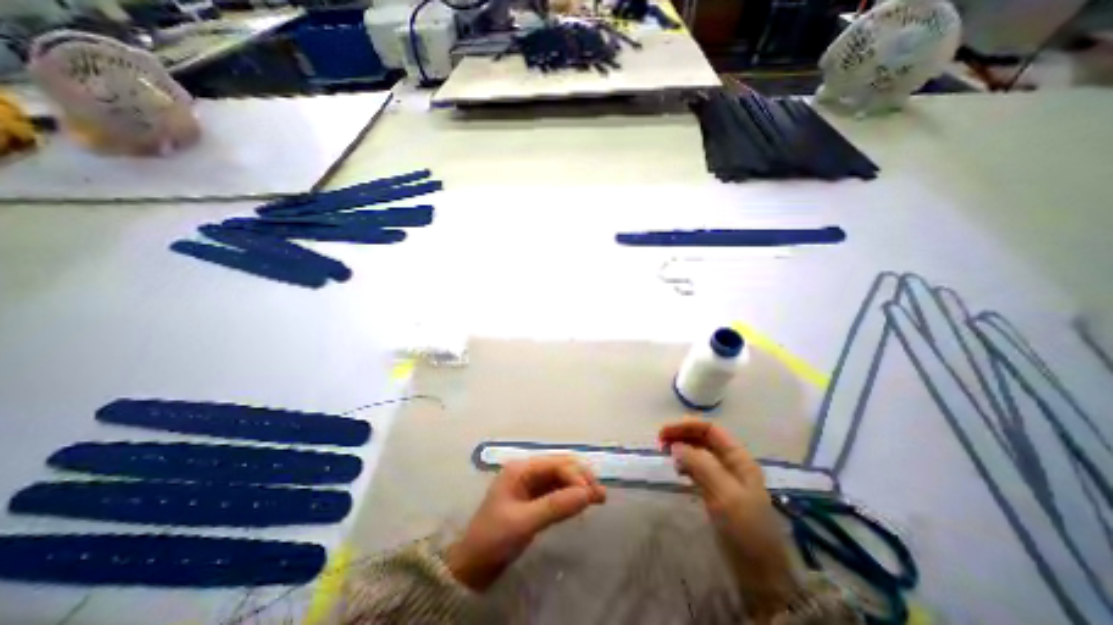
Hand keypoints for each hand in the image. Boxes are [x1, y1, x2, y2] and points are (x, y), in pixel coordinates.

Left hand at [446, 453, 608, 589]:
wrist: (473, 565)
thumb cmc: (494, 538)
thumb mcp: (523, 522)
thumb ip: (555, 506)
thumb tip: (587, 493)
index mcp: (521, 468)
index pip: (555, 464)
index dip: (575, 476)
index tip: (590, 495)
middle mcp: (528, 471)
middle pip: (560, 466)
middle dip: (581, 478)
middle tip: (600, 495)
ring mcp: (531, 484)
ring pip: (561, 478)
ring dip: (580, 486)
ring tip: (600, 498)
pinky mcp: (535, 498)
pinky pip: (558, 491)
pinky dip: (572, 496)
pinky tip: (585, 502)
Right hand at [654, 417, 793, 617]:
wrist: (761, 576)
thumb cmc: (745, 530)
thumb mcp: (725, 494)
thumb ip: (701, 465)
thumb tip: (676, 446)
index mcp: (738, 458)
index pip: (710, 429)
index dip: (686, 425)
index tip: (663, 433)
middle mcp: (731, 463)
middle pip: (703, 438)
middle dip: (681, 434)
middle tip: (659, 442)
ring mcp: (724, 478)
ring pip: (699, 452)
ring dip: (681, 448)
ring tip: (665, 454)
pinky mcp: (717, 492)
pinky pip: (698, 468)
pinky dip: (685, 464)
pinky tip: (677, 470)